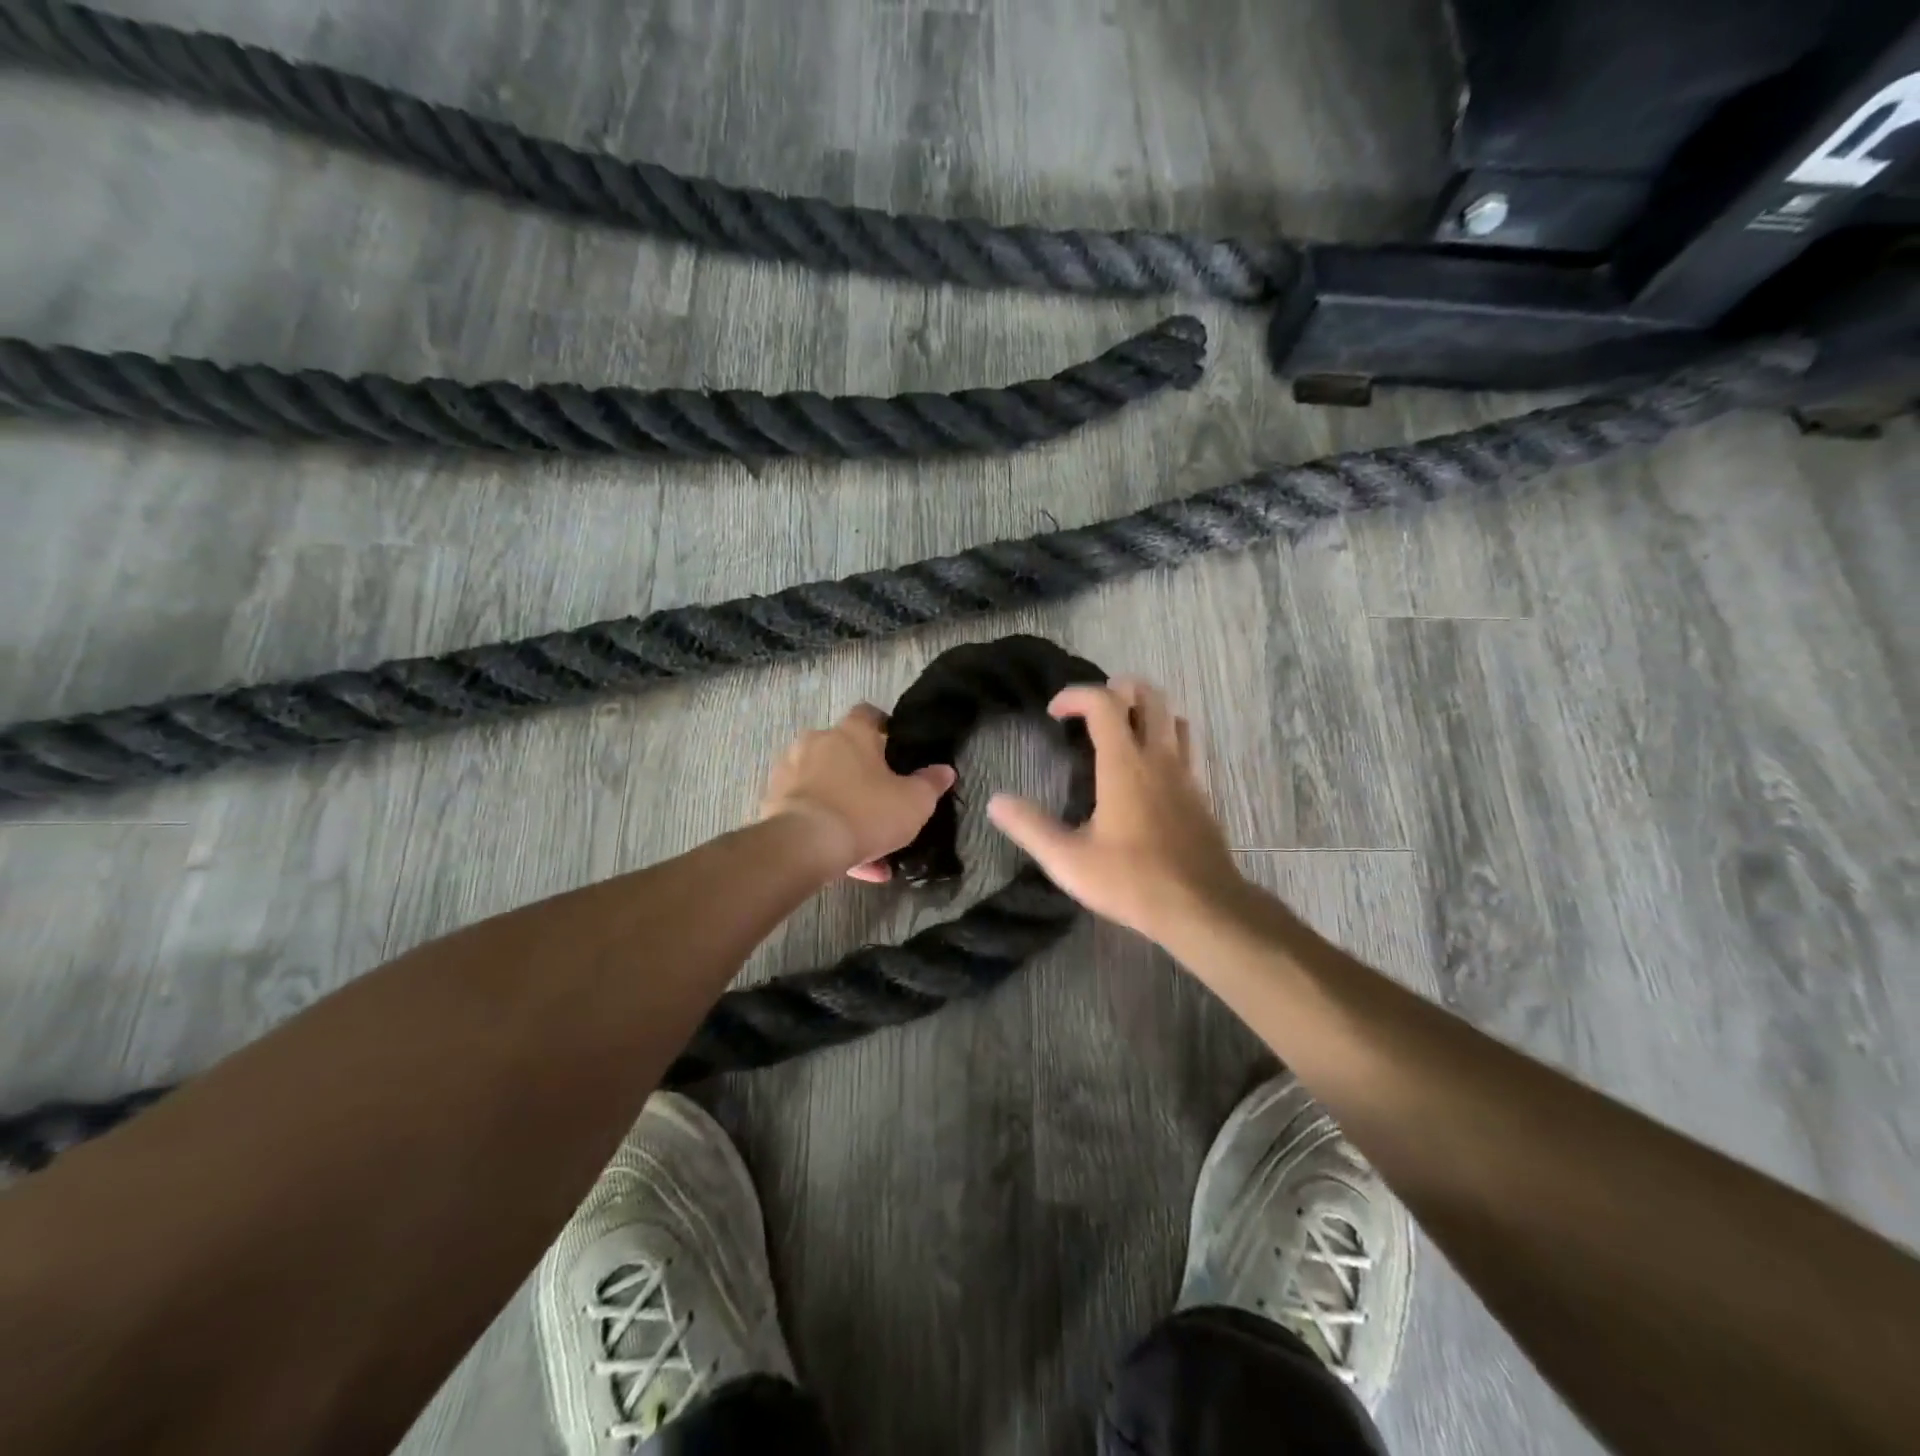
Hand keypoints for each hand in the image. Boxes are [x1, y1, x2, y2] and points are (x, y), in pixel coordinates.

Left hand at [759, 704, 956, 881]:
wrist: (803, 846)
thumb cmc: (865, 813)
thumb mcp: (913, 802)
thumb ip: (931, 784)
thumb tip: (944, 770)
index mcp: (851, 733)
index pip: (869, 714)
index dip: (883, 728)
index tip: (895, 750)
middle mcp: (816, 742)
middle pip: (844, 751)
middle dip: (862, 775)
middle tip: (881, 802)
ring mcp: (790, 770)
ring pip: (825, 786)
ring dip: (843, 806)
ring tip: (866, 846)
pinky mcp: (773, 801)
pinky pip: (807, 810)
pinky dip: (824, 828)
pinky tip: (844, 861)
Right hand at [987, 677, 1246, 944]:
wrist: (1202, 907)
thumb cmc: (1132, 881)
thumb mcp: (1069, 860)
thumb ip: (1030, 827)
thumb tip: (996, 802)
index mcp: (1124, 764)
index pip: (1103, 702)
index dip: (1075, 695)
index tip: (1054, 714)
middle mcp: (1159, 757)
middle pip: (1149, 694)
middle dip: (1118, 689)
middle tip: (1091, 711)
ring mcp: (1186, 773)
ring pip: (1174, 716)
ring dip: (1146, 711)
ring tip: (1121, 731)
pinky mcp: (1202, 793)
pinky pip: (1187, 746)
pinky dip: (1166, 738)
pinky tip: (1149, 769)